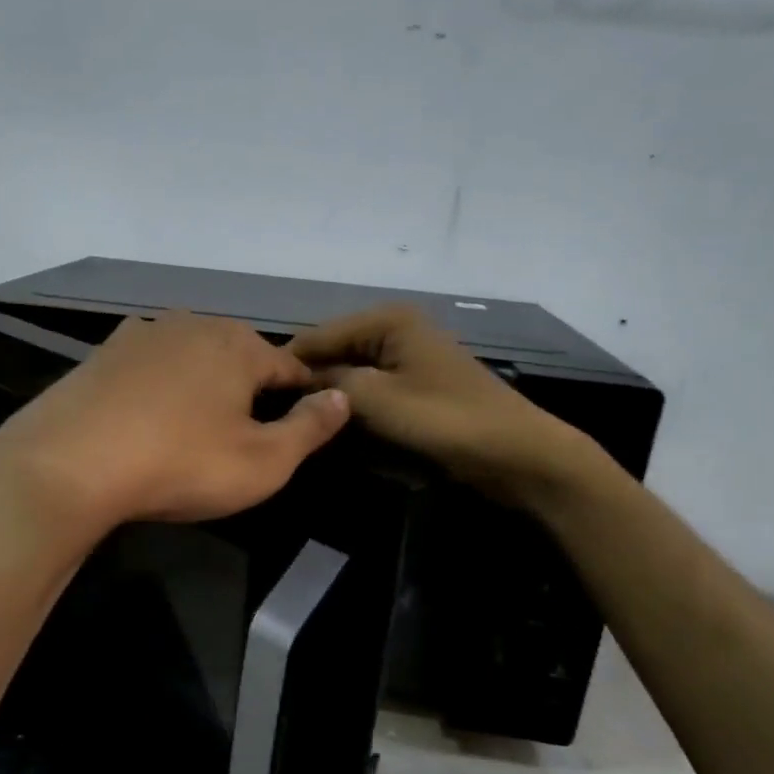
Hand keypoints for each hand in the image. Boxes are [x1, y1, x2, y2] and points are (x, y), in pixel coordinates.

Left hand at [0, 312, 350, 534]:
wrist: (68, 465)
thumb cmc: (180, 463)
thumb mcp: (263, 462)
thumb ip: (310, 428)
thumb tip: (341, 397)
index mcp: (238, 345)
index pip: (289, 365)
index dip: (301, 395)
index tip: (302, 423)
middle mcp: (192, 325)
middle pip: (238, 355)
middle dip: (249, 388)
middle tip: (243, 435)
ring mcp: (141, 334)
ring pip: (191, 358)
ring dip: (202, 386)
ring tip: (196, 427)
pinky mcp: (101, 354)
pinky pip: (149, 368)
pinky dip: (159, 388)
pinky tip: (148, 418)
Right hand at [288, 305, 589, 501]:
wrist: (516, 453)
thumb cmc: (445, 420)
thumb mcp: (377, 400)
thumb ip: (329, 384)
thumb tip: (294, 381)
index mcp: (387, 320)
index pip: (317, 336)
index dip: (287, 366)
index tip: (256, 398)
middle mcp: (396, 328)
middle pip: (334, 351)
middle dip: (309, 380)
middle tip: (275, 415)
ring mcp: (408, 356)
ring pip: (351, 372)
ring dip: (331, 395)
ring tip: (299, 421)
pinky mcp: (416, 383)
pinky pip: (372, 387)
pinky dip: (354, 403)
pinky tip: (336, 424)